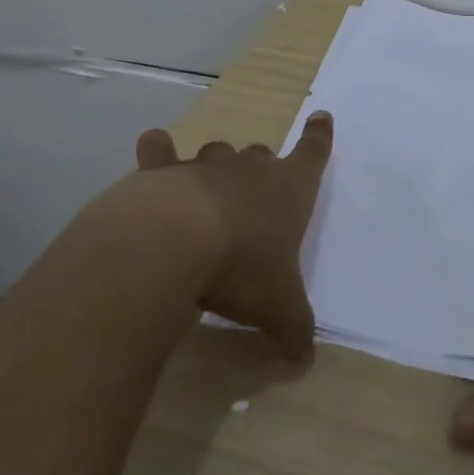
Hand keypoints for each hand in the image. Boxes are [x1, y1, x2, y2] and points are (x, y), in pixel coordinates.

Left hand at [88, 112, 333, 358]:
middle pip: (261, 155)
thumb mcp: (279, 307)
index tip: (320, 117)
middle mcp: (251, 169)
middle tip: (254, 195)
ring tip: (207, 189)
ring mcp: (206, 166)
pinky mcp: (162, 172)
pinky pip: (160, 151)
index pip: (313, 155)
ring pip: (217, 153)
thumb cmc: (241, 267)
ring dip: (216, 167)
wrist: (174, 243)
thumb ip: (295, 328)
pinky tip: (152, 147)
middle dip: (260, 169)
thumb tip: (304, 357)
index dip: (319, 137)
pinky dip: (157, 150)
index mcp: (289, 190)